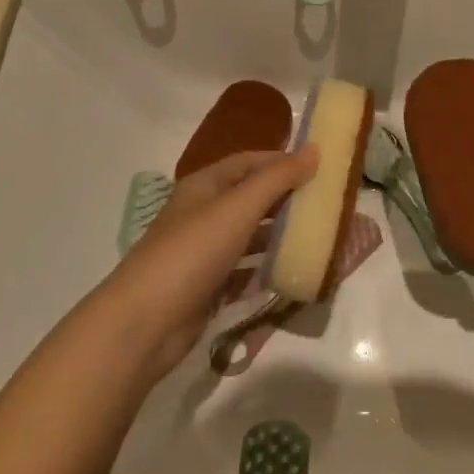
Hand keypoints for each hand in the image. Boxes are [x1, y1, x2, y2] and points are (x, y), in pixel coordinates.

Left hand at [104, 147, 316, 378]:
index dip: (283, 161)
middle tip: (329, 204)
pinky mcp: (209, 286)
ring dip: (281, 235)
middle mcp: (204, 213)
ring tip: (321, 237)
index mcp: (205, 185)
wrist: (144, 323)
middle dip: (288, 199)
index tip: (322, 167)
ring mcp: (205, 252)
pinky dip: (268, 270)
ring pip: (251, 236)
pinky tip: (295, 272)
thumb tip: (315, 150)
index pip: (250, 161)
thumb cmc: (192, 252)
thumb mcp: (238, 207)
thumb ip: (278, 178)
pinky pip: (246, 272)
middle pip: (252, 197)